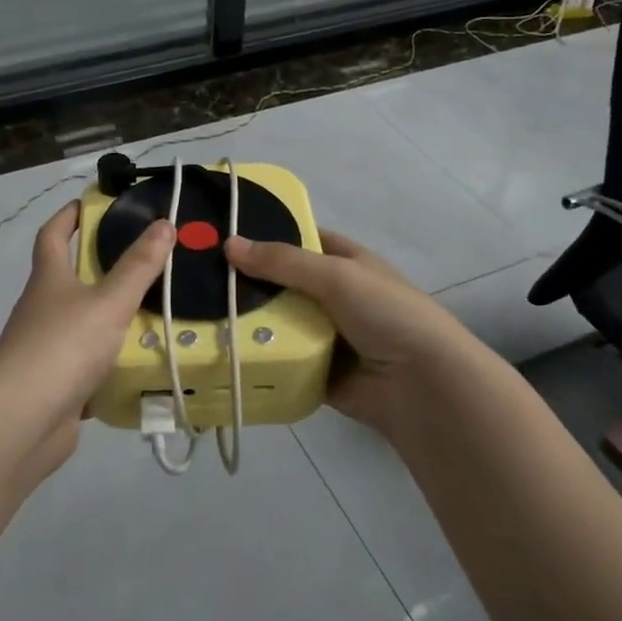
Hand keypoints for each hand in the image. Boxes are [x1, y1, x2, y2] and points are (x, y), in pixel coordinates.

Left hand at [0, 202, 173, 465]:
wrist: (22, 422)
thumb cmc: (63, 347)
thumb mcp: (108, 302)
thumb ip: (138, 266)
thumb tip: (164, 224)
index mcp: (49, 279)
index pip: (53, 235)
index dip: (68, 217)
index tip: (90, 203)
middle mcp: (43, 309)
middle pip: (69, 279)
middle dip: (101, 268)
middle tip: (144, 260)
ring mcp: (46, 349)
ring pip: (83, 324)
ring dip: (111, 317)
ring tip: (155, 312)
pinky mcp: (57, 385)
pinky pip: (89, 365)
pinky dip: (112, 362)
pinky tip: (142, 363)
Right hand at [224, 230, 484, 429]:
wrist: (423, 386)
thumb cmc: (387, 314)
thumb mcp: (336, 275)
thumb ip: (283, 261)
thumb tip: (229, 244)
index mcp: (346, 262)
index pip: (300, 239)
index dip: (267, 234)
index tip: (223, 235)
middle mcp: (335, 295)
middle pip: (282, 283)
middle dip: (248, 282)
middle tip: (198, 279)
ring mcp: (326, 335)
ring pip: (278, 322)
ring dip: (249, 321)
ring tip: (200, 315)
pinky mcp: (318, 371)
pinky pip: (282, 359)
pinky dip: (261, 357)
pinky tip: (222, 351)